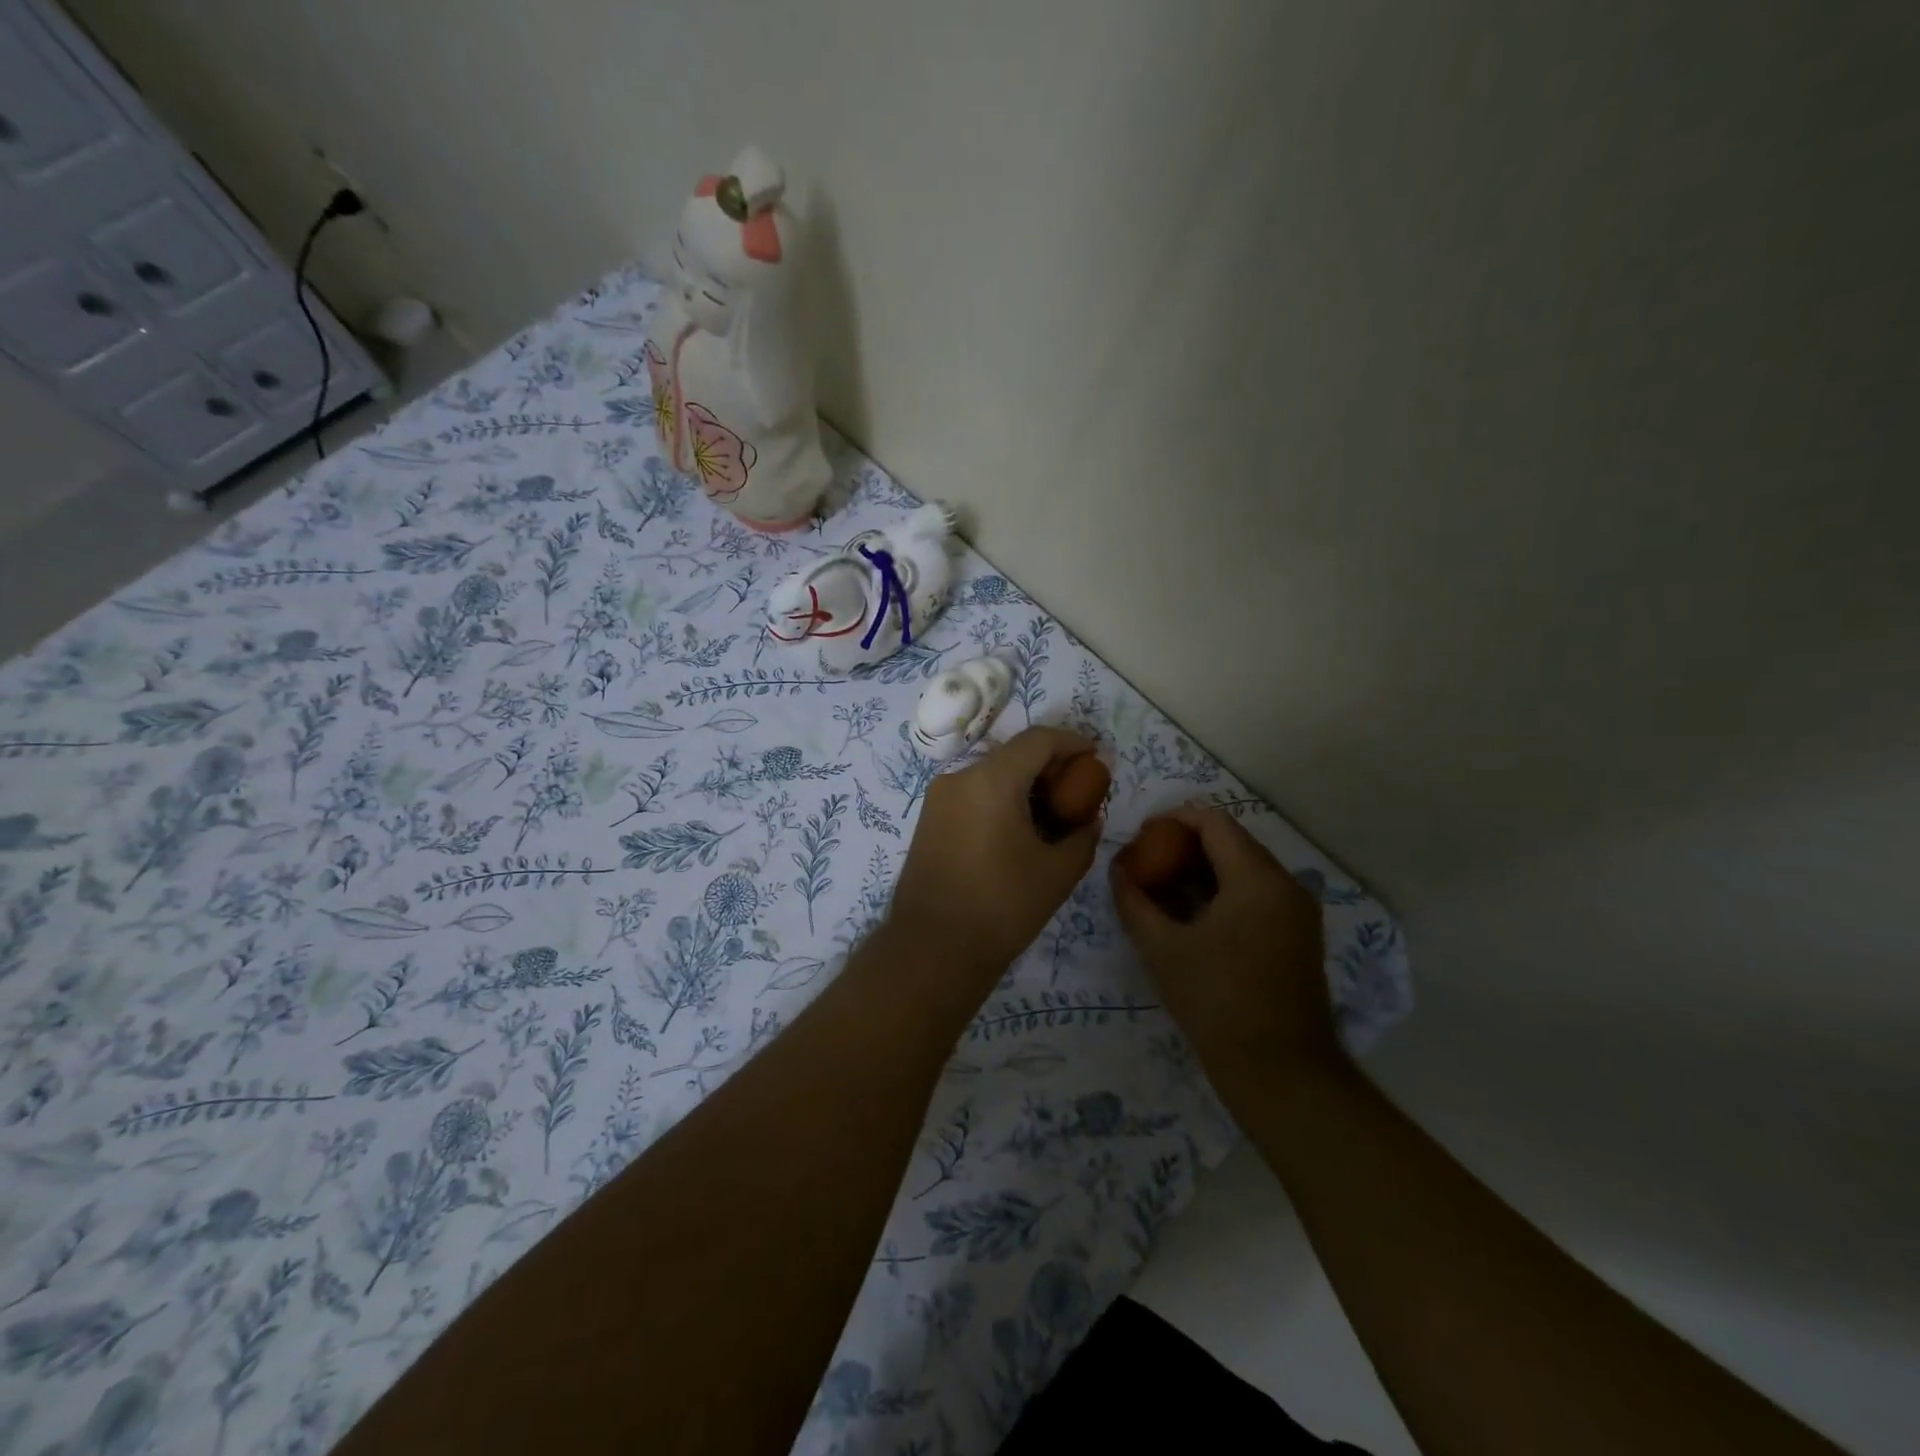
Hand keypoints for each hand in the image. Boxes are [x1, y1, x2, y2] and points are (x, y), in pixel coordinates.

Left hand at [888, 727, 1102, 988]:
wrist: (932, 949)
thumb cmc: (1001, 907)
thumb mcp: (1057, 873)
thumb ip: (1082, 836)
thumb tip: (1089, 820)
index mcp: (991, 780)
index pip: (1038, 740)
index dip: (1072, 742)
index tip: (1095, 756)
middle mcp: (959, 778)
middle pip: (1012, 755)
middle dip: (1049, 766)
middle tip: (1078, 791)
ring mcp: (938, 799)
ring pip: (991, 775)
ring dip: (1023, 785)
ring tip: (1051, 815)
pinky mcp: (928, 821)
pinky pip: (972, 795)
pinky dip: (1000, 800)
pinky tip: (1018, 831)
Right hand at [1111, 805, 1339, 1102]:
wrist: (1281, 1072)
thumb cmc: (1217, 1003)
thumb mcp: (1163, 950)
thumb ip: (1134, 902)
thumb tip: (1117, 870)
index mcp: (1257, 879)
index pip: (1214, 822)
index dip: (1174, 819)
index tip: (1142, 836)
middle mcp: (1286, 884)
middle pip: (1231, 842)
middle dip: (1186, 845)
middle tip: (1147, 862)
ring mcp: (1297, 911)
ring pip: (1245, 869)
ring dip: (1203, 869)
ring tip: (1162, 888)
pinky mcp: (1299, 935)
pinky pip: (1257, 894)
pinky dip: (1223, 891)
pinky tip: (1192, 915)